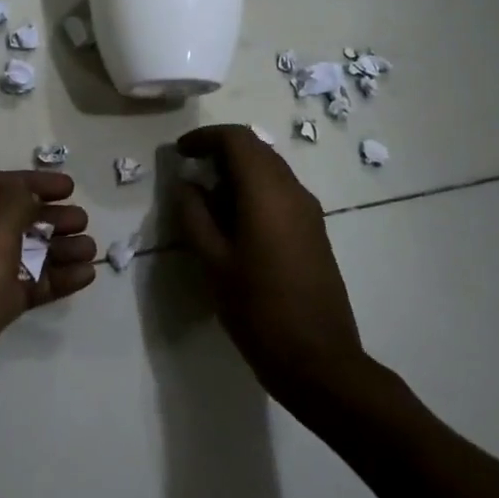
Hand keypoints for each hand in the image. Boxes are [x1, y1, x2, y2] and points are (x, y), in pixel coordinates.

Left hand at [0, 170, 94, 425]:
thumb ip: (16, 203)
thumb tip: (28, 194)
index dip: (33, 182)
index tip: (70, 187)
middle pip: (11, 219)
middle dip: (49, 217)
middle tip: (83, 221)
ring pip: (21, 254)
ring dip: (57, 249)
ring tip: (92, 250)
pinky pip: (23, 286)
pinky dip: (52, 279)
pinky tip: (84, 277)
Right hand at [175, 126, 366, 408]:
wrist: (318, 360)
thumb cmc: (258, 310)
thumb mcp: (213, 262)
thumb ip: (195, 215)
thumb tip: (186, 184)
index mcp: (267, 192)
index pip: (237, 139)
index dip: (205, 137)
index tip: (179, 151)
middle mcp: (293, 191)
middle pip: (256, 150)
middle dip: (221, 152)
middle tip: (189, 171)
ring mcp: (309, 211)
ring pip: (270, 170)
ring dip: (238, 172)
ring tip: (206, 198)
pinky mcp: (315, 231)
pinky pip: (281, 192)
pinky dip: (254, 191)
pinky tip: (234, 221)